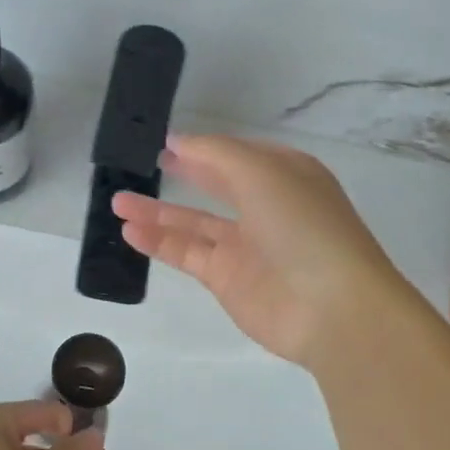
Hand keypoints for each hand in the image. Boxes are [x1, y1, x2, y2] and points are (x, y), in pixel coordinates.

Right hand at [113, 133, 412, 367]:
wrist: (333, 308)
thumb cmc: (302, 225)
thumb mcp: (261, 172)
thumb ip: (214, 153)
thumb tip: (177, 141)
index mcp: (286, 174)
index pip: (237, 154)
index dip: (203, 148)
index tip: (165, 143)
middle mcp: (266, 207)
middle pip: (215, 185)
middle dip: (181, 175)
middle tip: (142, 165)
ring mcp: (247, 246)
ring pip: (194, 222)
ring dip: (158, 211)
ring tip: (117, 201)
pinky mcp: (228, 280)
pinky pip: (187, 253)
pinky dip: (159, 242)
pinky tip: (129, 230)